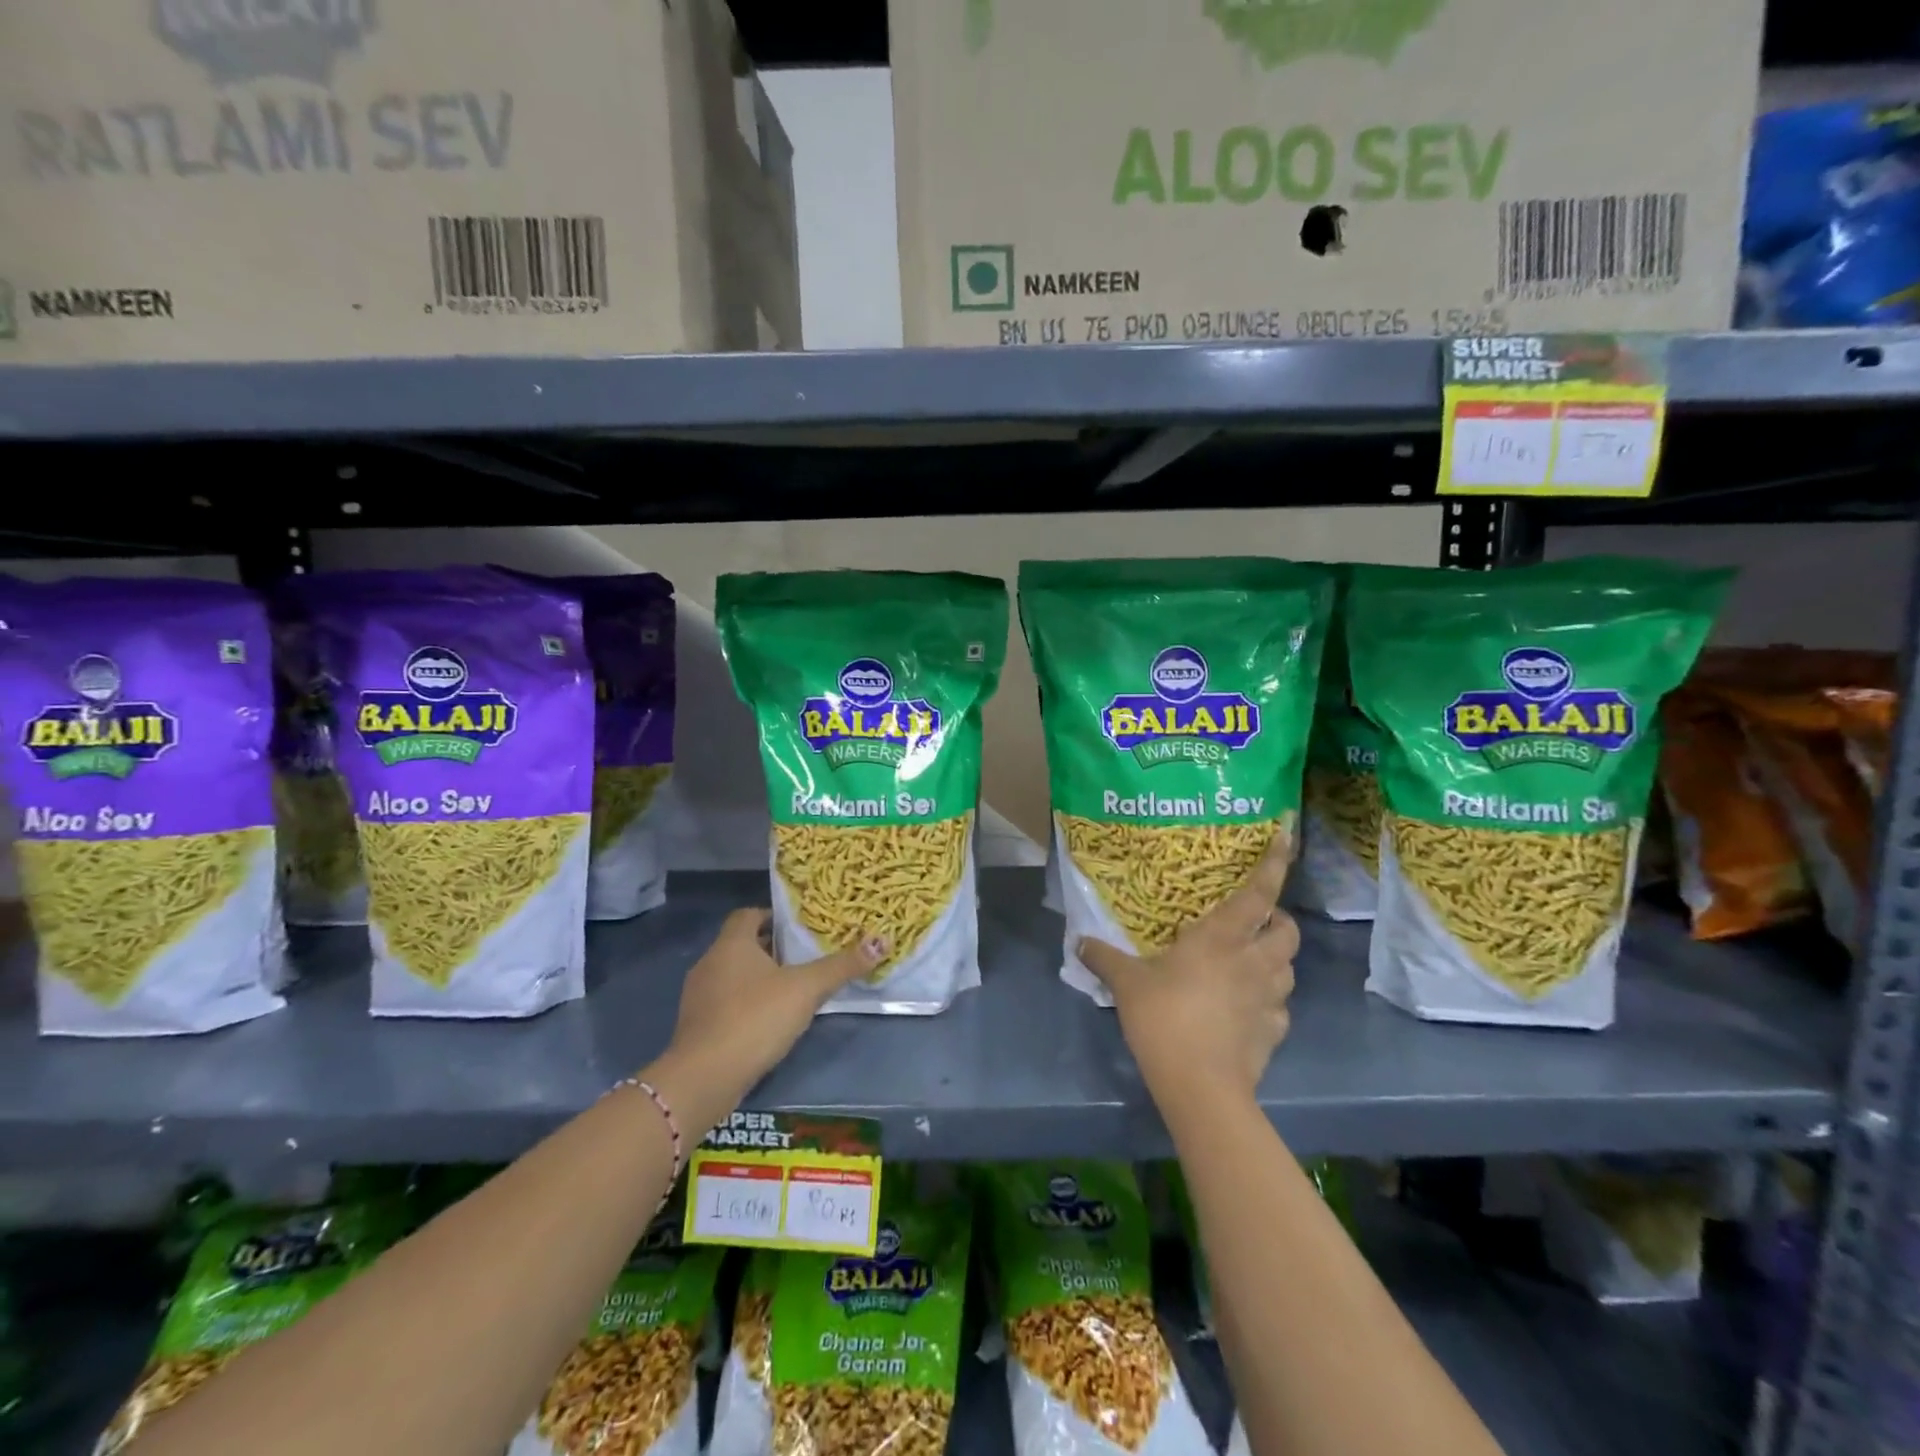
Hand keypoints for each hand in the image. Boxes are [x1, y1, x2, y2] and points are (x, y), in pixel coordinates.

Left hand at [662, 909, 886, 1097]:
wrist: (704, 1078)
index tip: (797, 928)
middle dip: (770, 950)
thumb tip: (881, 942)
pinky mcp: (696, 1028)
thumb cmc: (755, 1018)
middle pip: (741, 945)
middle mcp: (709, 963)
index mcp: (731, 944)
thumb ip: (841, 966)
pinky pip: (724, 1005)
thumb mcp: (806, 989)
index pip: (747, 914)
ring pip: (731, 976)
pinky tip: (767, 1024)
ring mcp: (698, 997)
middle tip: (803, 959)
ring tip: (790, 992)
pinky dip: (744, 1006)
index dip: (772, 917)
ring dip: (757, 980)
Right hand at [1079, 835, 1297, 1103]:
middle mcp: (1254, 961)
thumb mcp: (1127, 984)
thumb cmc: (1164, 1018)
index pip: (1258, 893)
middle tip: (1255, 923)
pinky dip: (1268, 1002)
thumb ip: (1104, 958)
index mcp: (1222, 938)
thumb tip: (1078, 941)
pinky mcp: (1275, 1032)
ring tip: (1250, 964)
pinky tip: (1246, 1011)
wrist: (1200, 1086)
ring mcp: (1269, 998)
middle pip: (1287, 930)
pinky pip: (1279, 1008)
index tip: (1286, 839)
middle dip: (1279, 920)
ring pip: (1288, 968)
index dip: (1274, 864)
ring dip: (1275, 960)